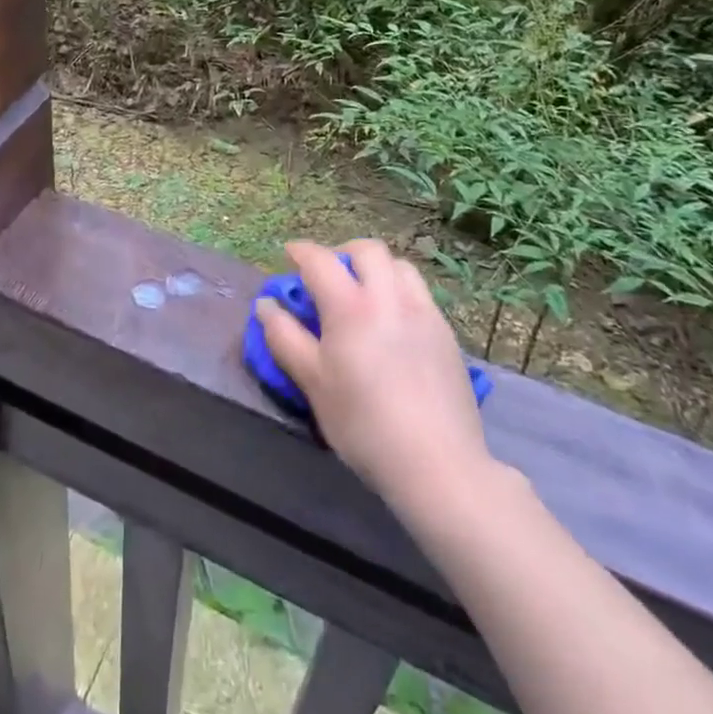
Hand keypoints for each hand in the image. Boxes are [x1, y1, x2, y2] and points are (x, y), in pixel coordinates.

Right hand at [256, 239, 499, 514]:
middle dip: (342, 253)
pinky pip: (419, 292)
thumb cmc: (364, 424)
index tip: (290, 255)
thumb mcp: (313, 384)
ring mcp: (423, 312)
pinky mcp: (446, 333)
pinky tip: (392, 322)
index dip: (301, 251)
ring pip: (399, 265)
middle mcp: (389, 297)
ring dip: (376, 268)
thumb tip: (266, 305)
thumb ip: (285, 338)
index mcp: (350, 306)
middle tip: (328, 275)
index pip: (321, 260)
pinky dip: (399, 290)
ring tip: (363, 293)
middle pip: (367, 250)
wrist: (437, 463)